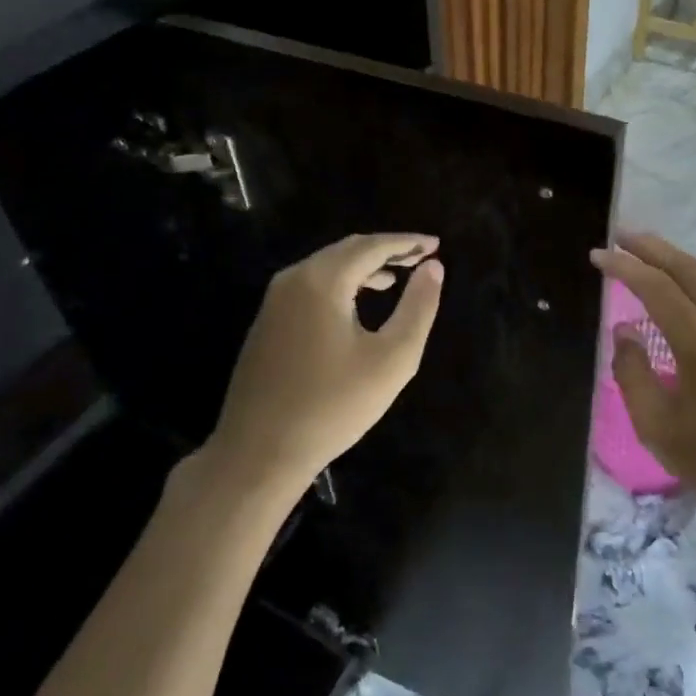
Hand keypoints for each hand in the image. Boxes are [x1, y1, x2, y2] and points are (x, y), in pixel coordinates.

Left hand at [205, 233, 443, 497]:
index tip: (436, 245)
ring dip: (363, 267)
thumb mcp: (392, 358)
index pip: (372, 246)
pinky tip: (356, 305)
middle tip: (421, 258)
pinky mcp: (267, 324)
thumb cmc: (334, 405)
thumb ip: (418, 308)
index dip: (407, 242)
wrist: (259, 452)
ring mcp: (274, 302)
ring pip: (326, 268)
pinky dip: (341, 284)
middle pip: (346, 250)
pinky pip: (310, 287)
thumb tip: (433, 268)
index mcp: (322, 281)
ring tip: (395, 279)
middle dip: (386, 250)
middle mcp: (293, 280)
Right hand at [590, 233, 695, 527]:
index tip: (599, 256)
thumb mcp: (658, 426)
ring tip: (655, 246)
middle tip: (622, 236)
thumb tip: (623, 331)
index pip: (654, 288)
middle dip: (651, 249)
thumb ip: (632, 373)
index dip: (624, 268)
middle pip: (685, 270)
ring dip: (683, 257)